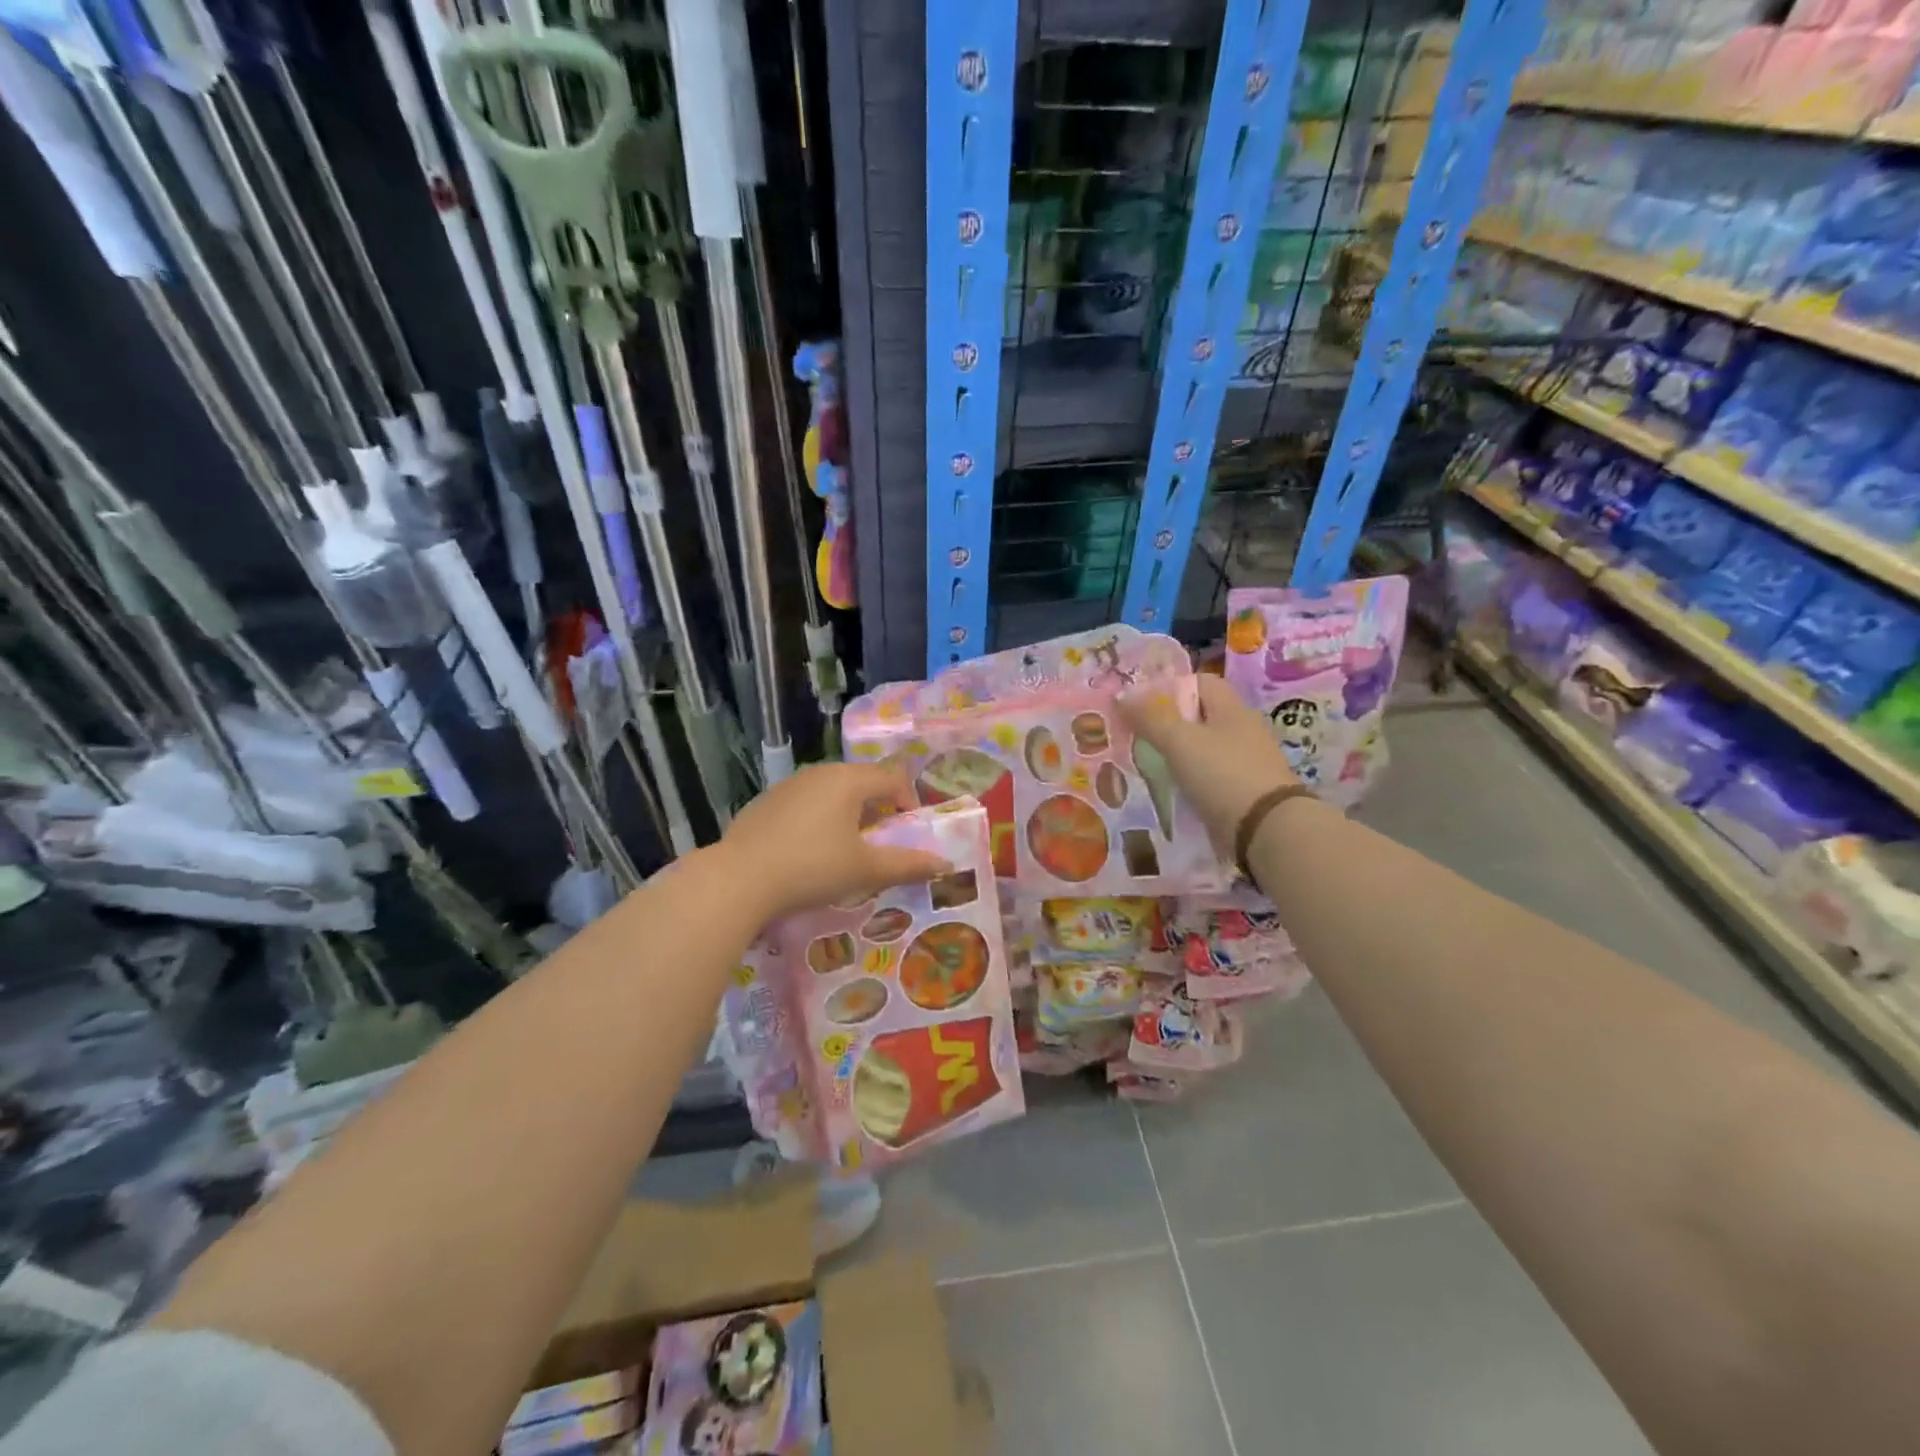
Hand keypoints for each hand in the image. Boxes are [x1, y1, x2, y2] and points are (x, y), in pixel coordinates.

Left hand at [718, 762, 950, 922]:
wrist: (738, 880)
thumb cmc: (812, 868)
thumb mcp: (865, 871)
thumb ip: (907, 864)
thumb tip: (944, 863)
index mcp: (849, 781)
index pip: (893, 778)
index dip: (908, 802)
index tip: (906, 833)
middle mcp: (819, 773)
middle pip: (862, 782)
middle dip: (877, 809)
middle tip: (878, 844)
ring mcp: (788, 785)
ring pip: (830, 792)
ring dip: (846, 814)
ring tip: (843, 850)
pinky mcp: (764, 803)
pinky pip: (803, 804)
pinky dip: (816, 820)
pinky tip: (805, 853)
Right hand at [1118, 675, 1298, 847]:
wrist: (1266, 830)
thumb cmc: (1222, 774)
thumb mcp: (1179, 741)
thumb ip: (1149, 718)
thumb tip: (1121, 696)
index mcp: (1232, 708)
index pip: (1201, 682)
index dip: (1170, 686)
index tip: (1141, 703)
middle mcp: (1242, 730)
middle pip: (1200, 716)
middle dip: (1167, 722)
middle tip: (1134, 734)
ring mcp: (1246, 762)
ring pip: (1203, 748)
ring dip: (1177, 753)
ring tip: (1145, 762)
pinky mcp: (1244, 791)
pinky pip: (1209, 776)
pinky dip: (1189, 779)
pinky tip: (1170, 789)